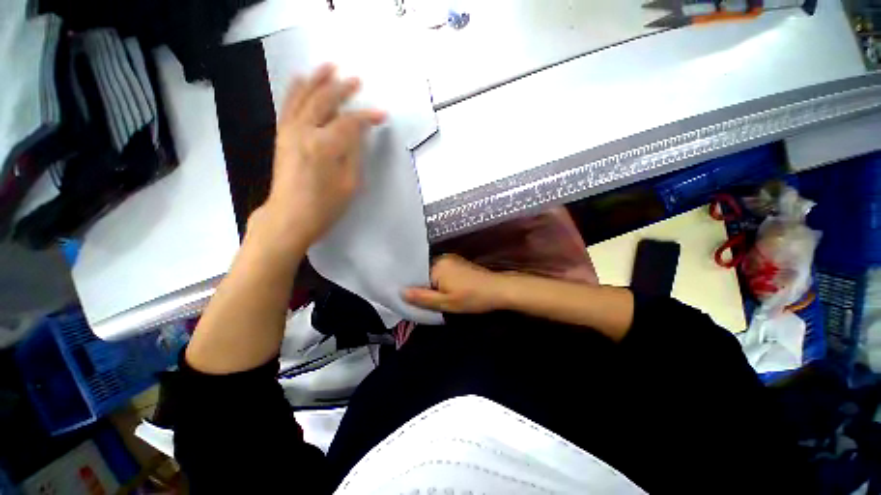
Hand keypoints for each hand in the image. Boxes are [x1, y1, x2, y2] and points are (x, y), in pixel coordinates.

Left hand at [257, 64, 385, 251]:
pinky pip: (288, 106)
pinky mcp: (281, 136)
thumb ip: (354, 153)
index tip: (382, 115)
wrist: (289, 217)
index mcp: (325, 146)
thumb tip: (359, 133)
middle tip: (356, 80)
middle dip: (342, 89)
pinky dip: (295, 90)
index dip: (368, 117)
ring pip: (303, 97)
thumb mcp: (350, 184)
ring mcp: (289, 131)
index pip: (350, 122)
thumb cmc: (325, 206)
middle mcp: (304, 131)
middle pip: (325, 101)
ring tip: (328, 67)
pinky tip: (300, 80)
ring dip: (317, 80)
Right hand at [404, 254, 509, 313]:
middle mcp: (442, 258)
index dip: (411, 287)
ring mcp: (451, 259)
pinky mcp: (458, 263)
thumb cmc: (472, 298)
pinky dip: (439, 281)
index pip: (415, 274)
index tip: (408, 299)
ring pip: (432, 272)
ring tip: (429, 297)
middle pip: (423, 272)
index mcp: (437, 265)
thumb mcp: (446, 303)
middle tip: (419, 301)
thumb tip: (400, 292)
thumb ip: (422, 298)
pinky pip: (441, 271)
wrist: (498, 290)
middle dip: (421, 286)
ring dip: (430, 284)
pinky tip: (442, 290)